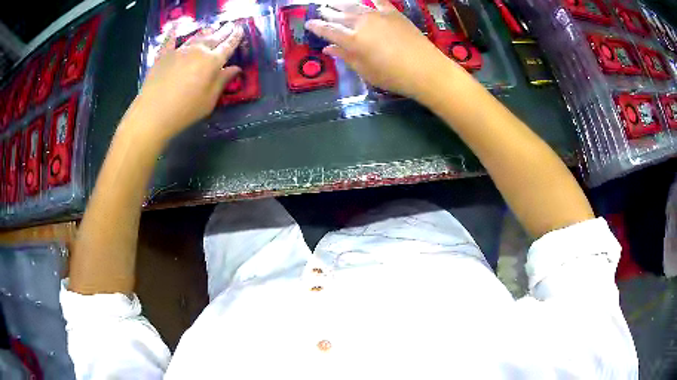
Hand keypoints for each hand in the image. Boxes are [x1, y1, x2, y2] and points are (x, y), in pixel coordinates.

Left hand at [127, 23, 243, 141]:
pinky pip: (170, 40)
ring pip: (196, 36)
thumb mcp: (209, 100)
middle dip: (224, 31)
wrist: (153, 113)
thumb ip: (222, 81)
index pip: (228, 45)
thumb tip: (235, 69)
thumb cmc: (185, 110)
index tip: (240, 29)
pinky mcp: (164, 55)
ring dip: (206, 31)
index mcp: (212, 62)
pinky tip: (175, 27)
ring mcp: (179, 50)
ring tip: (212, 27)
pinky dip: (173, 33)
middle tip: (230, 25)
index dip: (235, 37)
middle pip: (214, 37)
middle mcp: (198, 51)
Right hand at [305, 0, 462, 99]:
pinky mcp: (393, 12)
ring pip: (355, 6)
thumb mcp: (365, 71)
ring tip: (333, 1)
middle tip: (319, 8)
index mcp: (353, 40)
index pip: (328, 31)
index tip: (308, 24)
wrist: (426, 69)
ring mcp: (378, 15)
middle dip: (328, 13)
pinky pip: (378, 1)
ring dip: (342, 4)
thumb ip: (346, 57)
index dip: (317, 27)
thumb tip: (328, 49)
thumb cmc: (394, 76)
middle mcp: (362, 23)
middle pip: (340, 16)